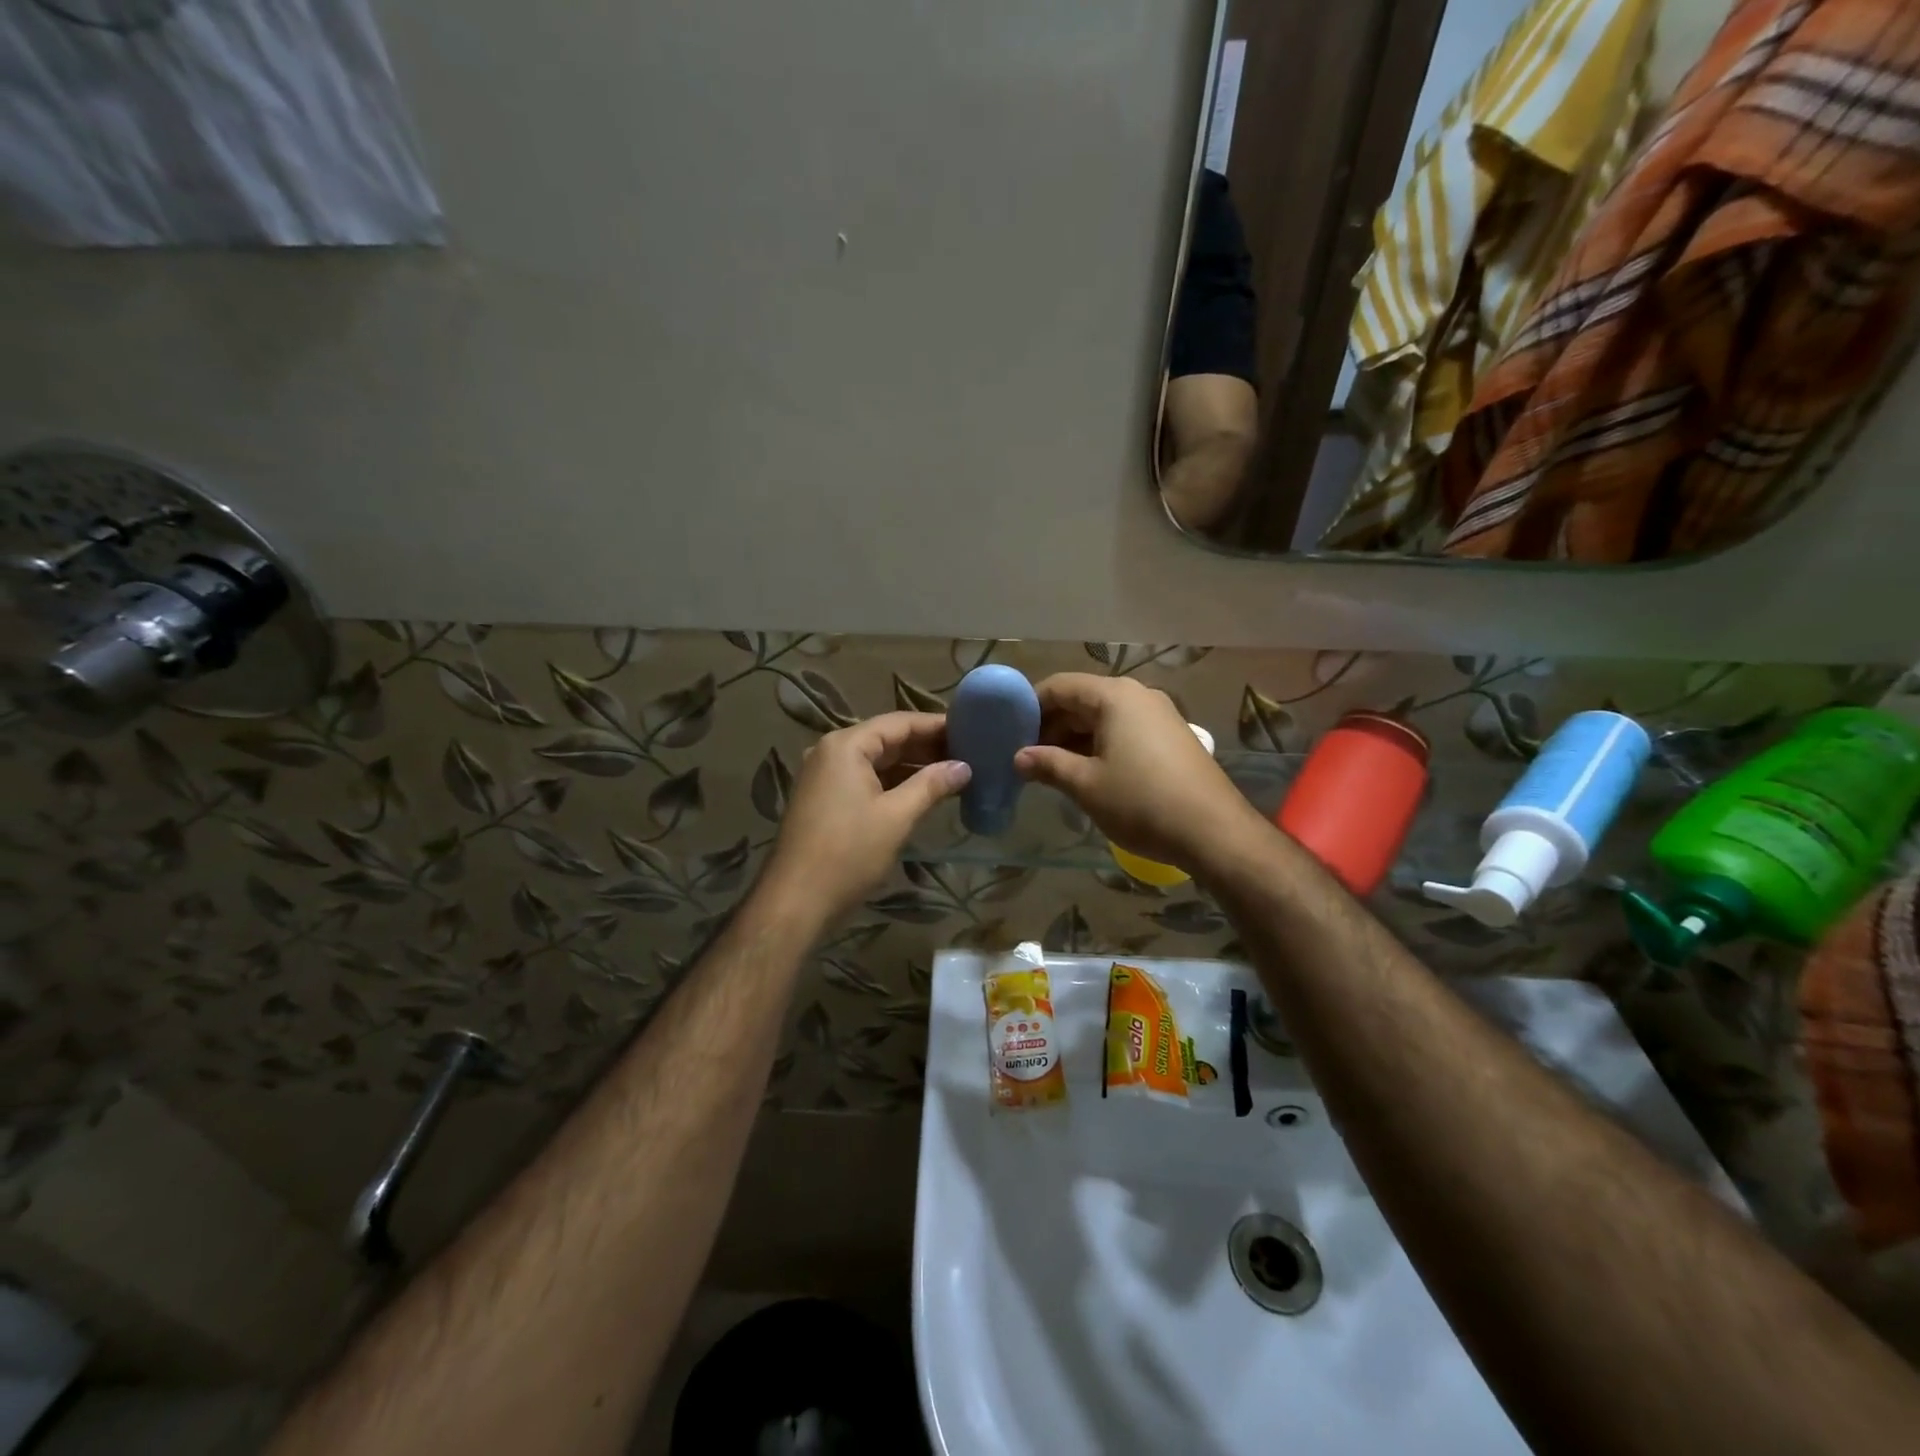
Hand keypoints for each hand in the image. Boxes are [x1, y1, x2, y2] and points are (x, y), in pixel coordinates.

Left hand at [759, 712, 970, 929]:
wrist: (796, 901)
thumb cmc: (848, 853)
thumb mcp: (896, 817)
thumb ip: (931, 785)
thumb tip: (964, 767)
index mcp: (846, 746)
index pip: (899, 723)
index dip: (935, 725)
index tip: (970, 729)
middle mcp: (831, 752)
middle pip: (886, 739)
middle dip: (926, 746)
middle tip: (967, 752)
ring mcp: (824, 776)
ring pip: (876, 761)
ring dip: (911, 766)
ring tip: (952, 773)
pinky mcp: (823, 799)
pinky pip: (864, 779)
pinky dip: (892, 783)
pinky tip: (921, 793)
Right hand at [1015, 673, 1252, 872]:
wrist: (1213, 831)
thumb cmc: (1141, 802)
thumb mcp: (1085, 785)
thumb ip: (1047, 764)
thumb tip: (1018, 757)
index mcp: (1114, 696)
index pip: (1060, 686)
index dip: (1030, 707)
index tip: (1009, 733)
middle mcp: (1138, 695)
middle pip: (1082, 699)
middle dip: (1051, 725)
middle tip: (1026, 756)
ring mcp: (1158, 715)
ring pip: (1103, 717)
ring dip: (1074, 738)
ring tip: (1050, 768)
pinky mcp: (1171, 737)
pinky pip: (1124, 730)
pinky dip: (1099, 745)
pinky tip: (1086, 773)